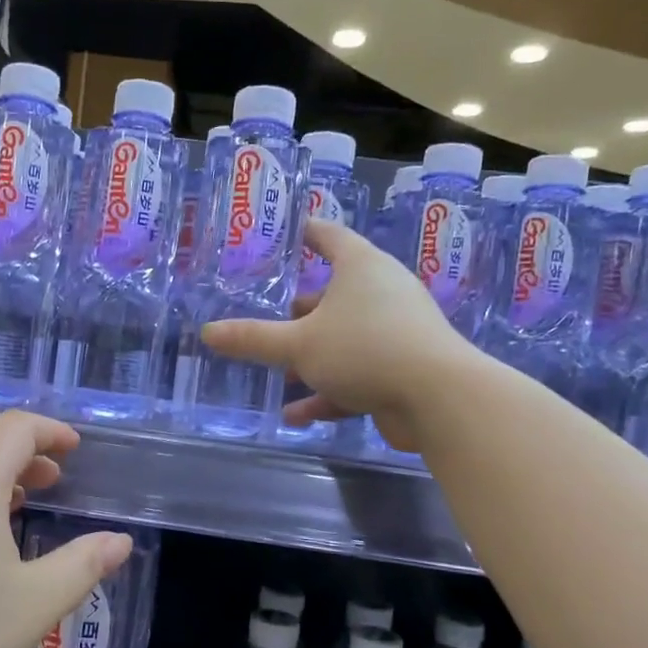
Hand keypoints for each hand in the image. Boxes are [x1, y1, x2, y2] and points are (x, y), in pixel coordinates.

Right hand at [202, 218, 466, 450]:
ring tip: (276, 374)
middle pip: (331, 294)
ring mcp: (395, 332)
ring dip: (309, 359)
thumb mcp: (299, 345)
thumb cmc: (365, 349)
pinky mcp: (401, 370)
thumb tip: (207, 332)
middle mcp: (381, 292)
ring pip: (342, 339)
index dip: (303, 232)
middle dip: (298, 313)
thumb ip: (253, 339)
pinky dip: (328, 392)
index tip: (281, 234)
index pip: (328, 236)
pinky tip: (295, 415)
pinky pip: (355, 375)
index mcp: (361, 268)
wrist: (439, 398)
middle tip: (265, 320)